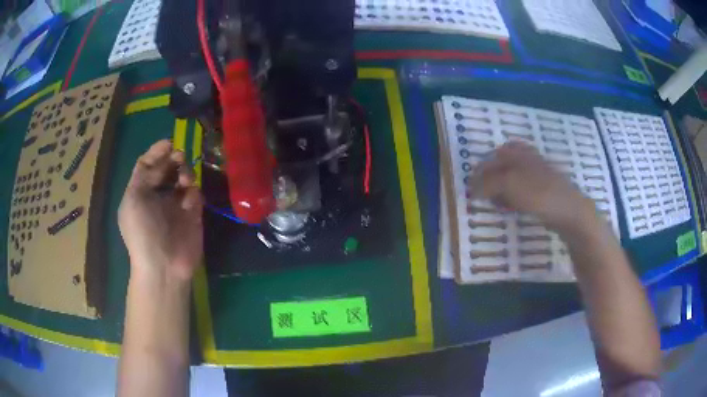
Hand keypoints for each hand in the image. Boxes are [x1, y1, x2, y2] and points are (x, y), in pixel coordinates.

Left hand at [118, 140, 203, 280]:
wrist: (164, 266)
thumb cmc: (143, 232)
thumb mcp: (134, 199)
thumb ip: (144, 173)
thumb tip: (162, 155)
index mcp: (140, 192)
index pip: (147, 165)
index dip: (157, 152)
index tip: (169, 143)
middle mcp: (157, 195)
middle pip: (167, 168)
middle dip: (173, 159)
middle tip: (180, 157)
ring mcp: (175, 205)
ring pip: (183, 177)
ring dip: (185, 173)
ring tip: (185, 182)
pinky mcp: (192, 214)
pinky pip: (195, 194)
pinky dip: (193, 193)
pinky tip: (189, 203)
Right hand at [468, 141, 594, 230]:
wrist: (570, 211)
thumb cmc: (539, 194)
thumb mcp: (510, 184)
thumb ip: (489, 183)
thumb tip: (474, 188)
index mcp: (519, 155)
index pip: (493, 159)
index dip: (480, 172)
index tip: (470, 188)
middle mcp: (528, 161)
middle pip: (503, 164)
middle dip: (490, 177)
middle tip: (480, 193)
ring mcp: (538, 175)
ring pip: (512, 177)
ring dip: (500, 188)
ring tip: (493, 201)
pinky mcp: (544, 191)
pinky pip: (522, 190)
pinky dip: (512, 196)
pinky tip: (510, 207)